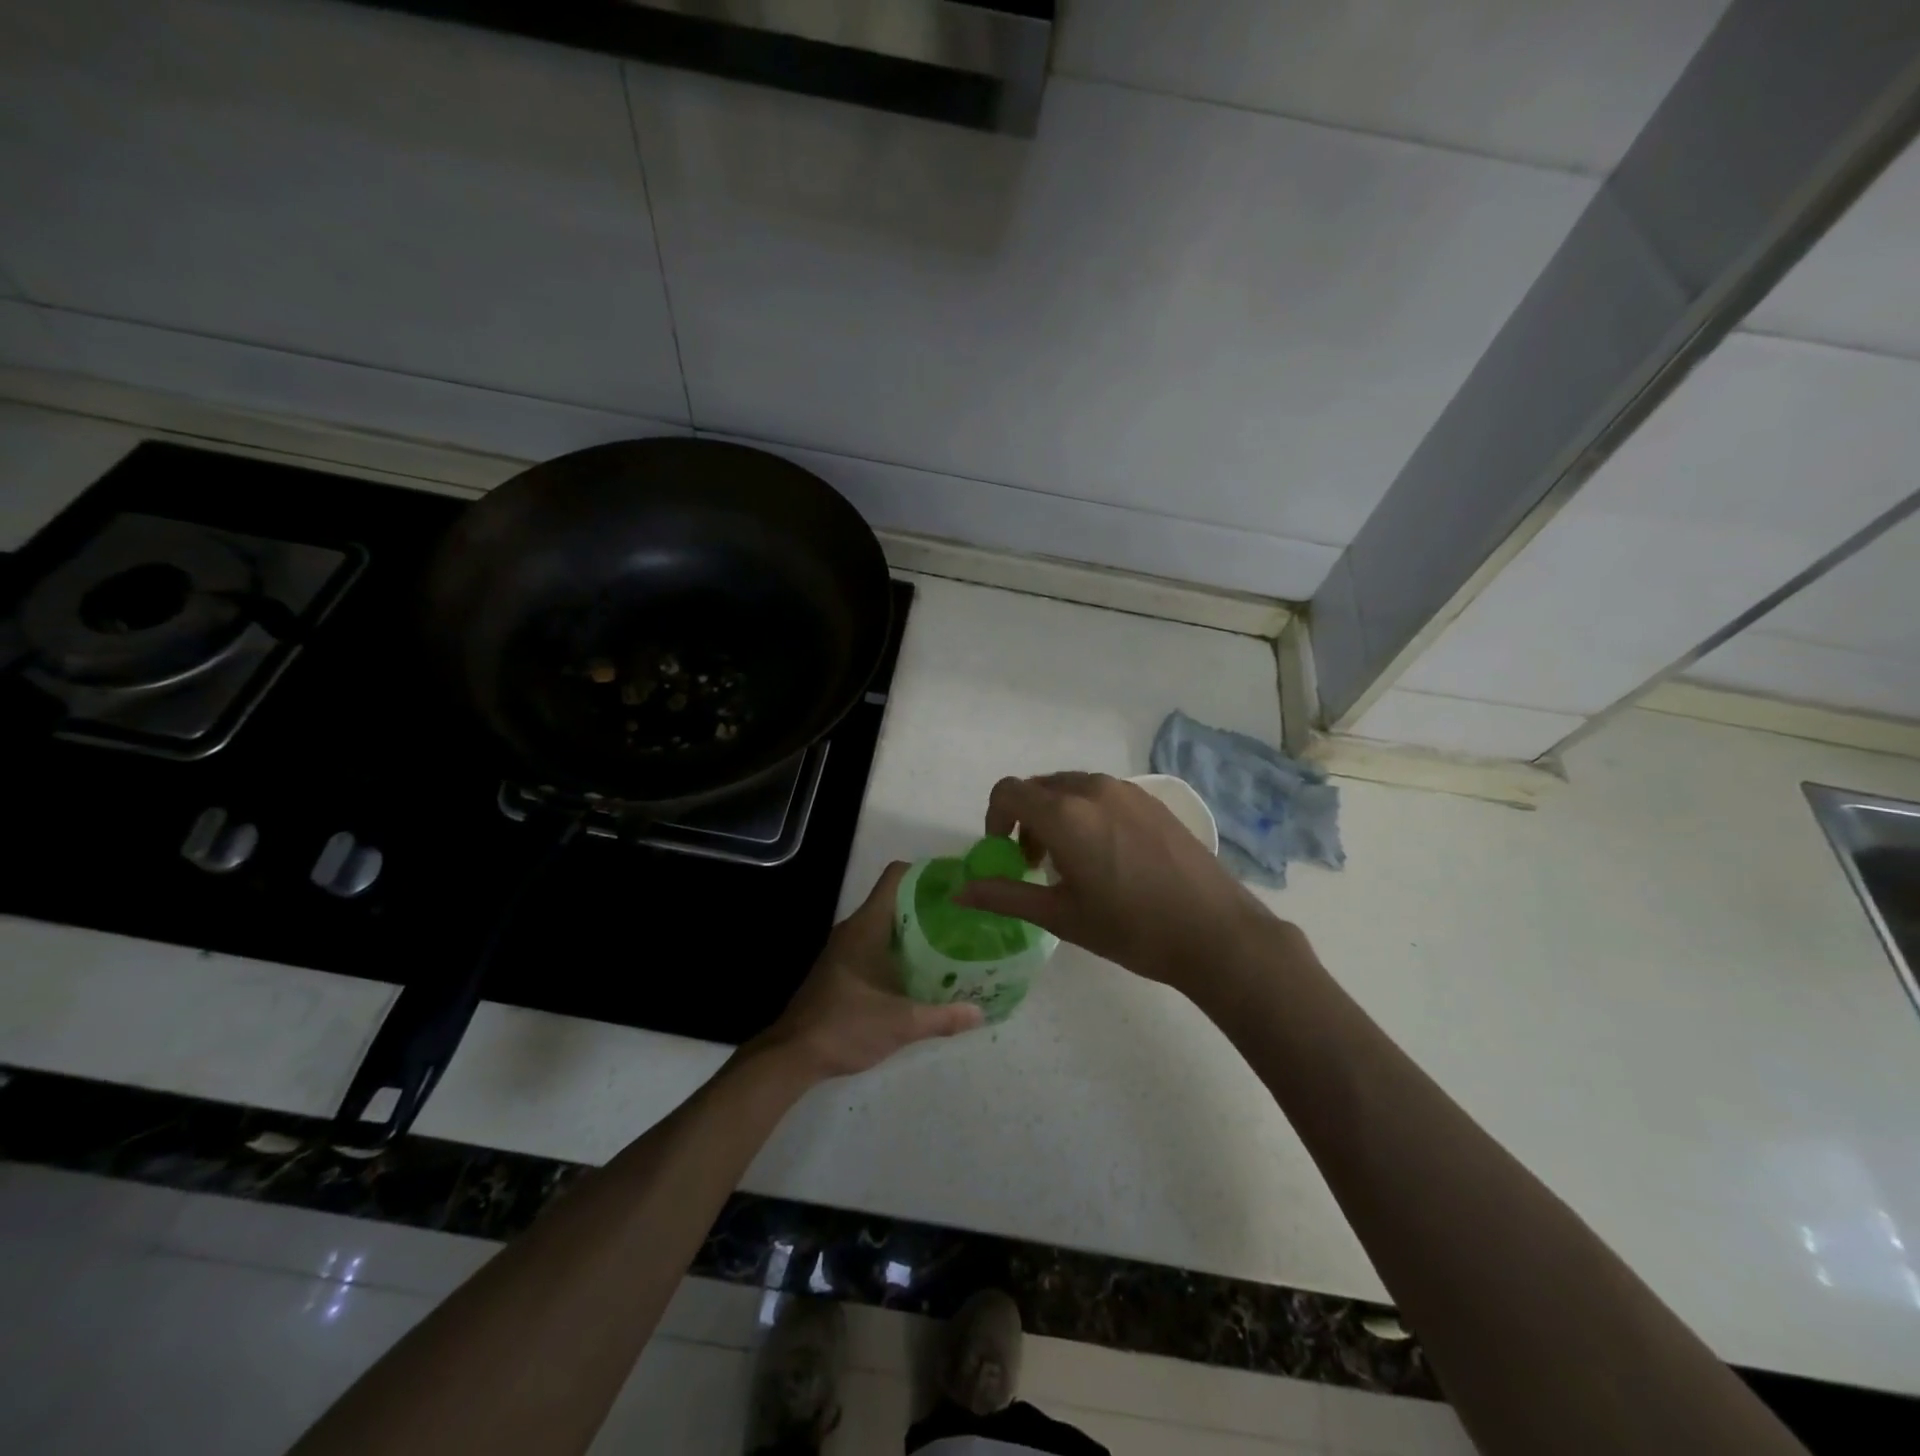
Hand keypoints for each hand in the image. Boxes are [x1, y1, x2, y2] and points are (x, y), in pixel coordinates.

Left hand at [755, 863, 983, 1080]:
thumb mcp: (900, 1024)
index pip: (896, 877)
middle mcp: (855, 929)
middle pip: (896, 899)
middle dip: (930, 904)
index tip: (956, 883)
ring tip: (953, 940)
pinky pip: (878, 944)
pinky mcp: (843, 968)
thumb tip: (981, 1013)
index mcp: (866, 926)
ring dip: (916, 929)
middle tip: (965, 916)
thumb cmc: (846, 1026)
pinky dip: (902, 948)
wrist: (793, 1054)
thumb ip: (942, 1017)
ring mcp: (846, 948)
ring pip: (887, 923)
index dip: (926, 873)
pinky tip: (924, 970)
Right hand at [954, 772, 1280, 994]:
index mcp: (1065, 814)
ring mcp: (1127, 791)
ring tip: (1072, 862)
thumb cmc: (1131, 929)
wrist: (1216, 932)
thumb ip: (1005, 896)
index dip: (994, 818)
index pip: (1008, 792)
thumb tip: (959, 893)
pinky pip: (1102, 794)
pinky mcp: (1151, 800)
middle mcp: (1093, 789)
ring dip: (1056, 815)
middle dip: (1025, 819)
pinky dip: (1086, 813)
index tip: (1004, 853)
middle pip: (1039, 787)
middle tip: (1035, 864)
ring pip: (1071, 788)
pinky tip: (1108, 856)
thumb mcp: (1061, 916)